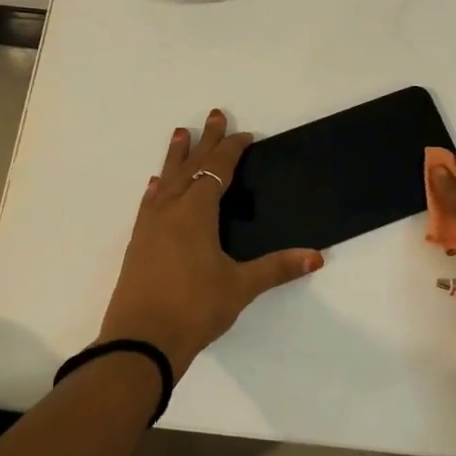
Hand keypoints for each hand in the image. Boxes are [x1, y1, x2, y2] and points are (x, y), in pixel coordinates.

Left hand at [97, 110, 323, 378]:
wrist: (140, 341)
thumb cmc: (194, 308)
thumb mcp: (240, 287)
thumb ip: (277, 268)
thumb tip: (317, 257)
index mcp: (196, 212)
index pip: (218, 170)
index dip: (232, 150)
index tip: (245, 135)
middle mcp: (171, 210)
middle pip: (191, 166)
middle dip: (206, 141)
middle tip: (214, 114)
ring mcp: (150, 225)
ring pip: (167, 180)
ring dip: (176, 156)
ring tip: (180, 133)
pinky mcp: (138, 243)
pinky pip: (151, 202)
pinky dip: (158, 187)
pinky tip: (156, 185)